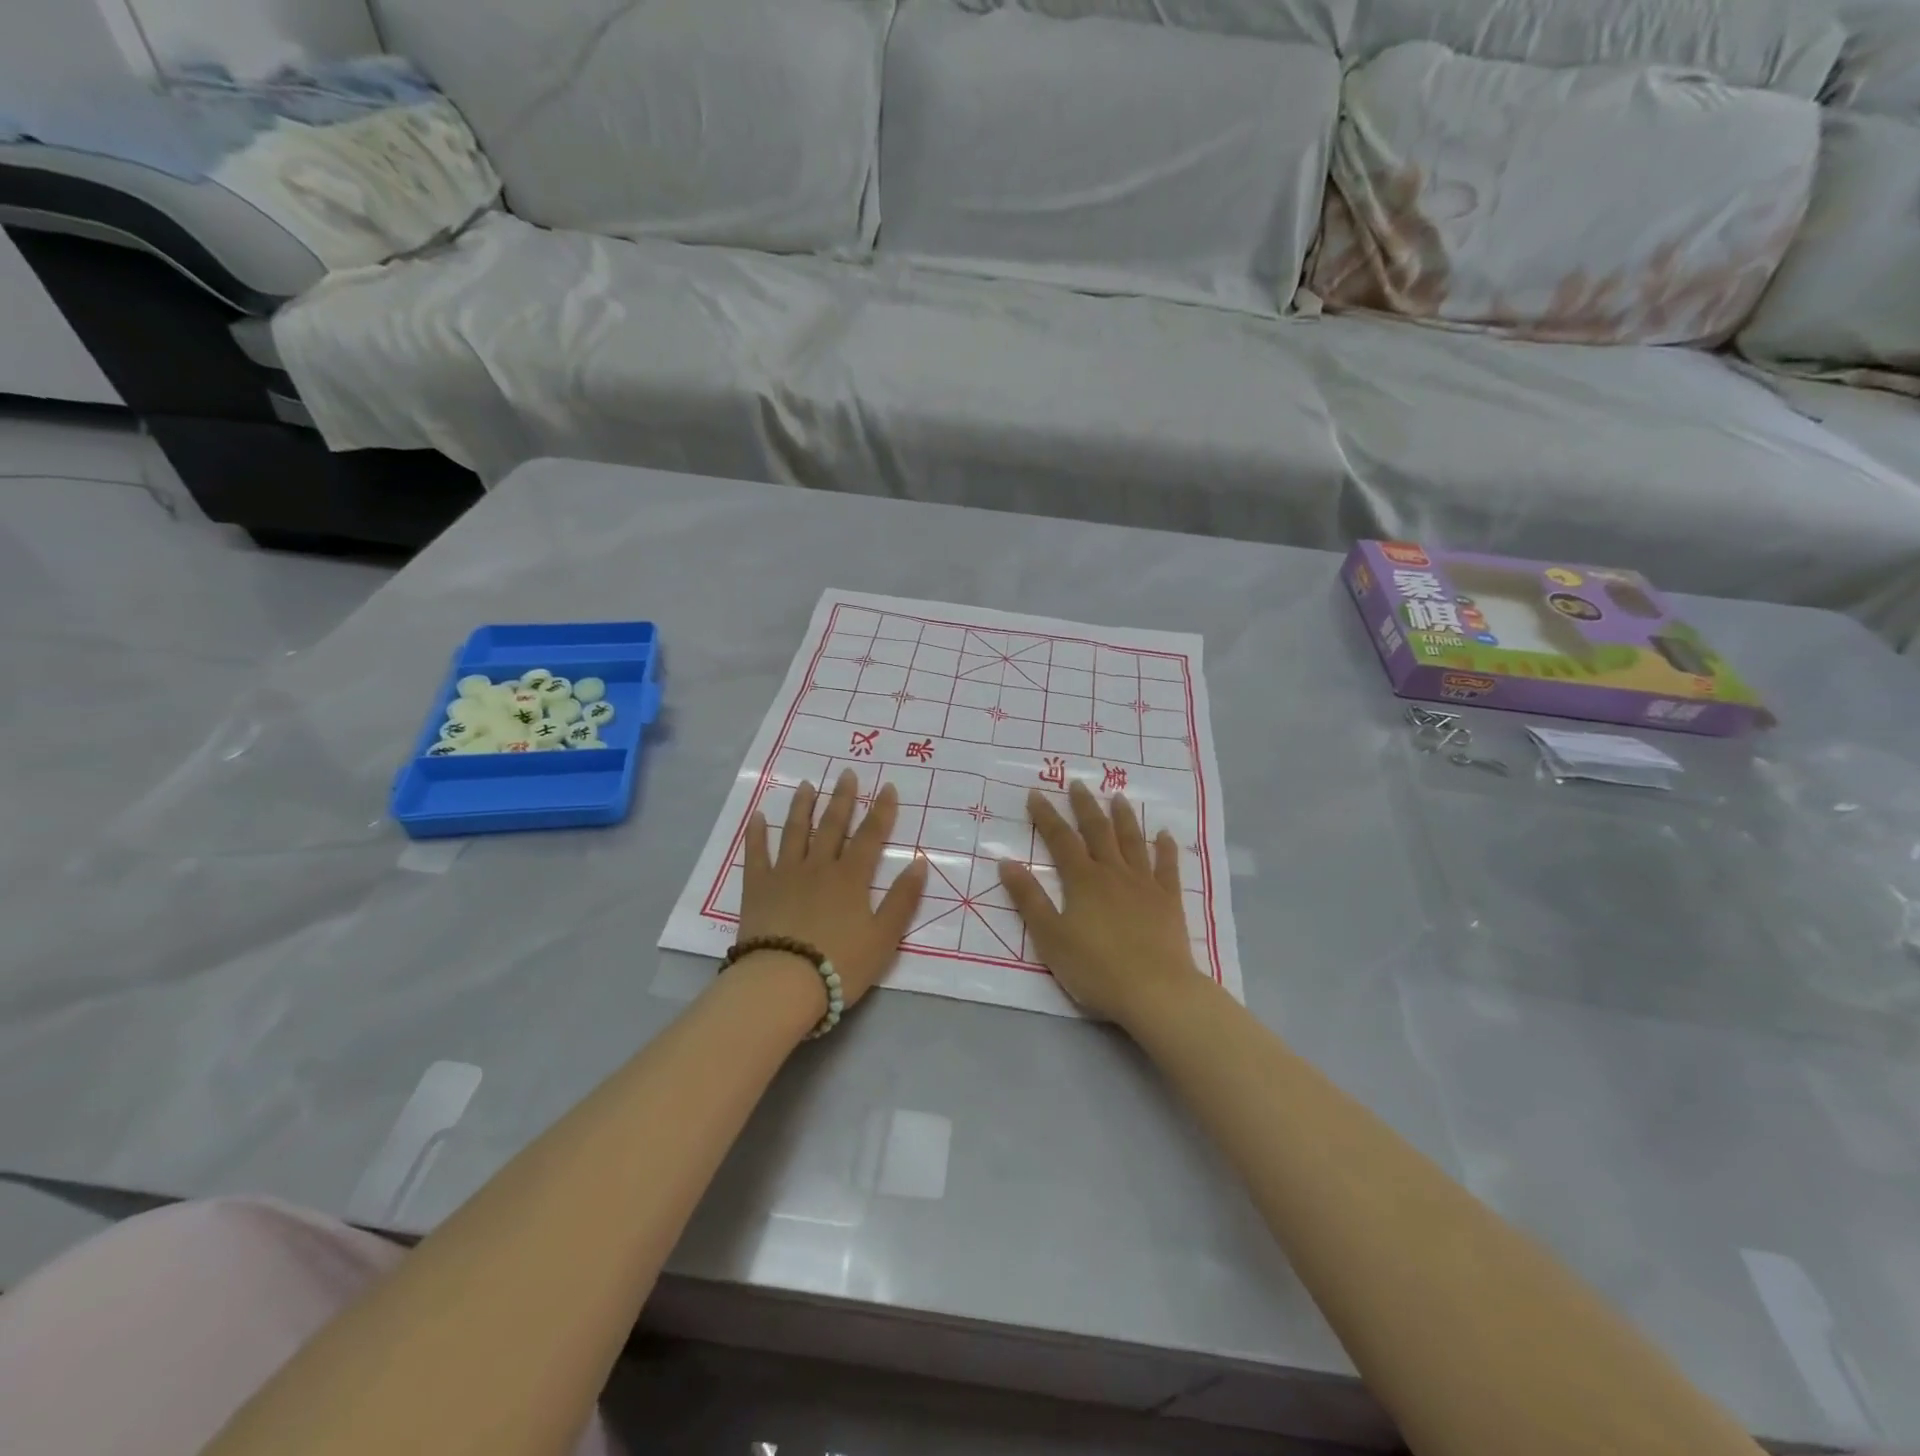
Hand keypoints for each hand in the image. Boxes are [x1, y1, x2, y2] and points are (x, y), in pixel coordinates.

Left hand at [739, 770, 927, 1008]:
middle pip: (832, 826)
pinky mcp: (757, 888)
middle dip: (842, 798)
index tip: (887, 787)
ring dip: (802, 806)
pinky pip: (756, 854)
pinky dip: (757, 834)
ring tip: (807, 785)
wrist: (782, 983)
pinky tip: (758, 817)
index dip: (881, 811)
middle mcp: (818, 867)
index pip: (870, 837)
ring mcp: (785, 874)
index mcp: (850, 878)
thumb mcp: (883, 938)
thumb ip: (902, 899)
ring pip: (795, 831)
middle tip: (846, 773)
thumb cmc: (839, 964)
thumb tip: (919, 862)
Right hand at [998, 781, 1198, 1024]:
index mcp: (1083, 880)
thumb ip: (1029, 898)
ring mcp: (1145, 884)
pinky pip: (1168, 867)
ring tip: (1118, 796)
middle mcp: (1113, 873)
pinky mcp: (1169, 901)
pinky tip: (1165, 835)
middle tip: (1078, 783)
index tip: (1036, 793)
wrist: (1156, 990)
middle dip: (1085, 806)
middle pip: (1098, 831)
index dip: (1046, 816)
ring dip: (1124, 817)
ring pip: (1133, 841)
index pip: (1060, 839)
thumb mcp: (1050, 937)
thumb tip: (1006, 862)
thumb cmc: (1096, 968)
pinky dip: (1166, 848)